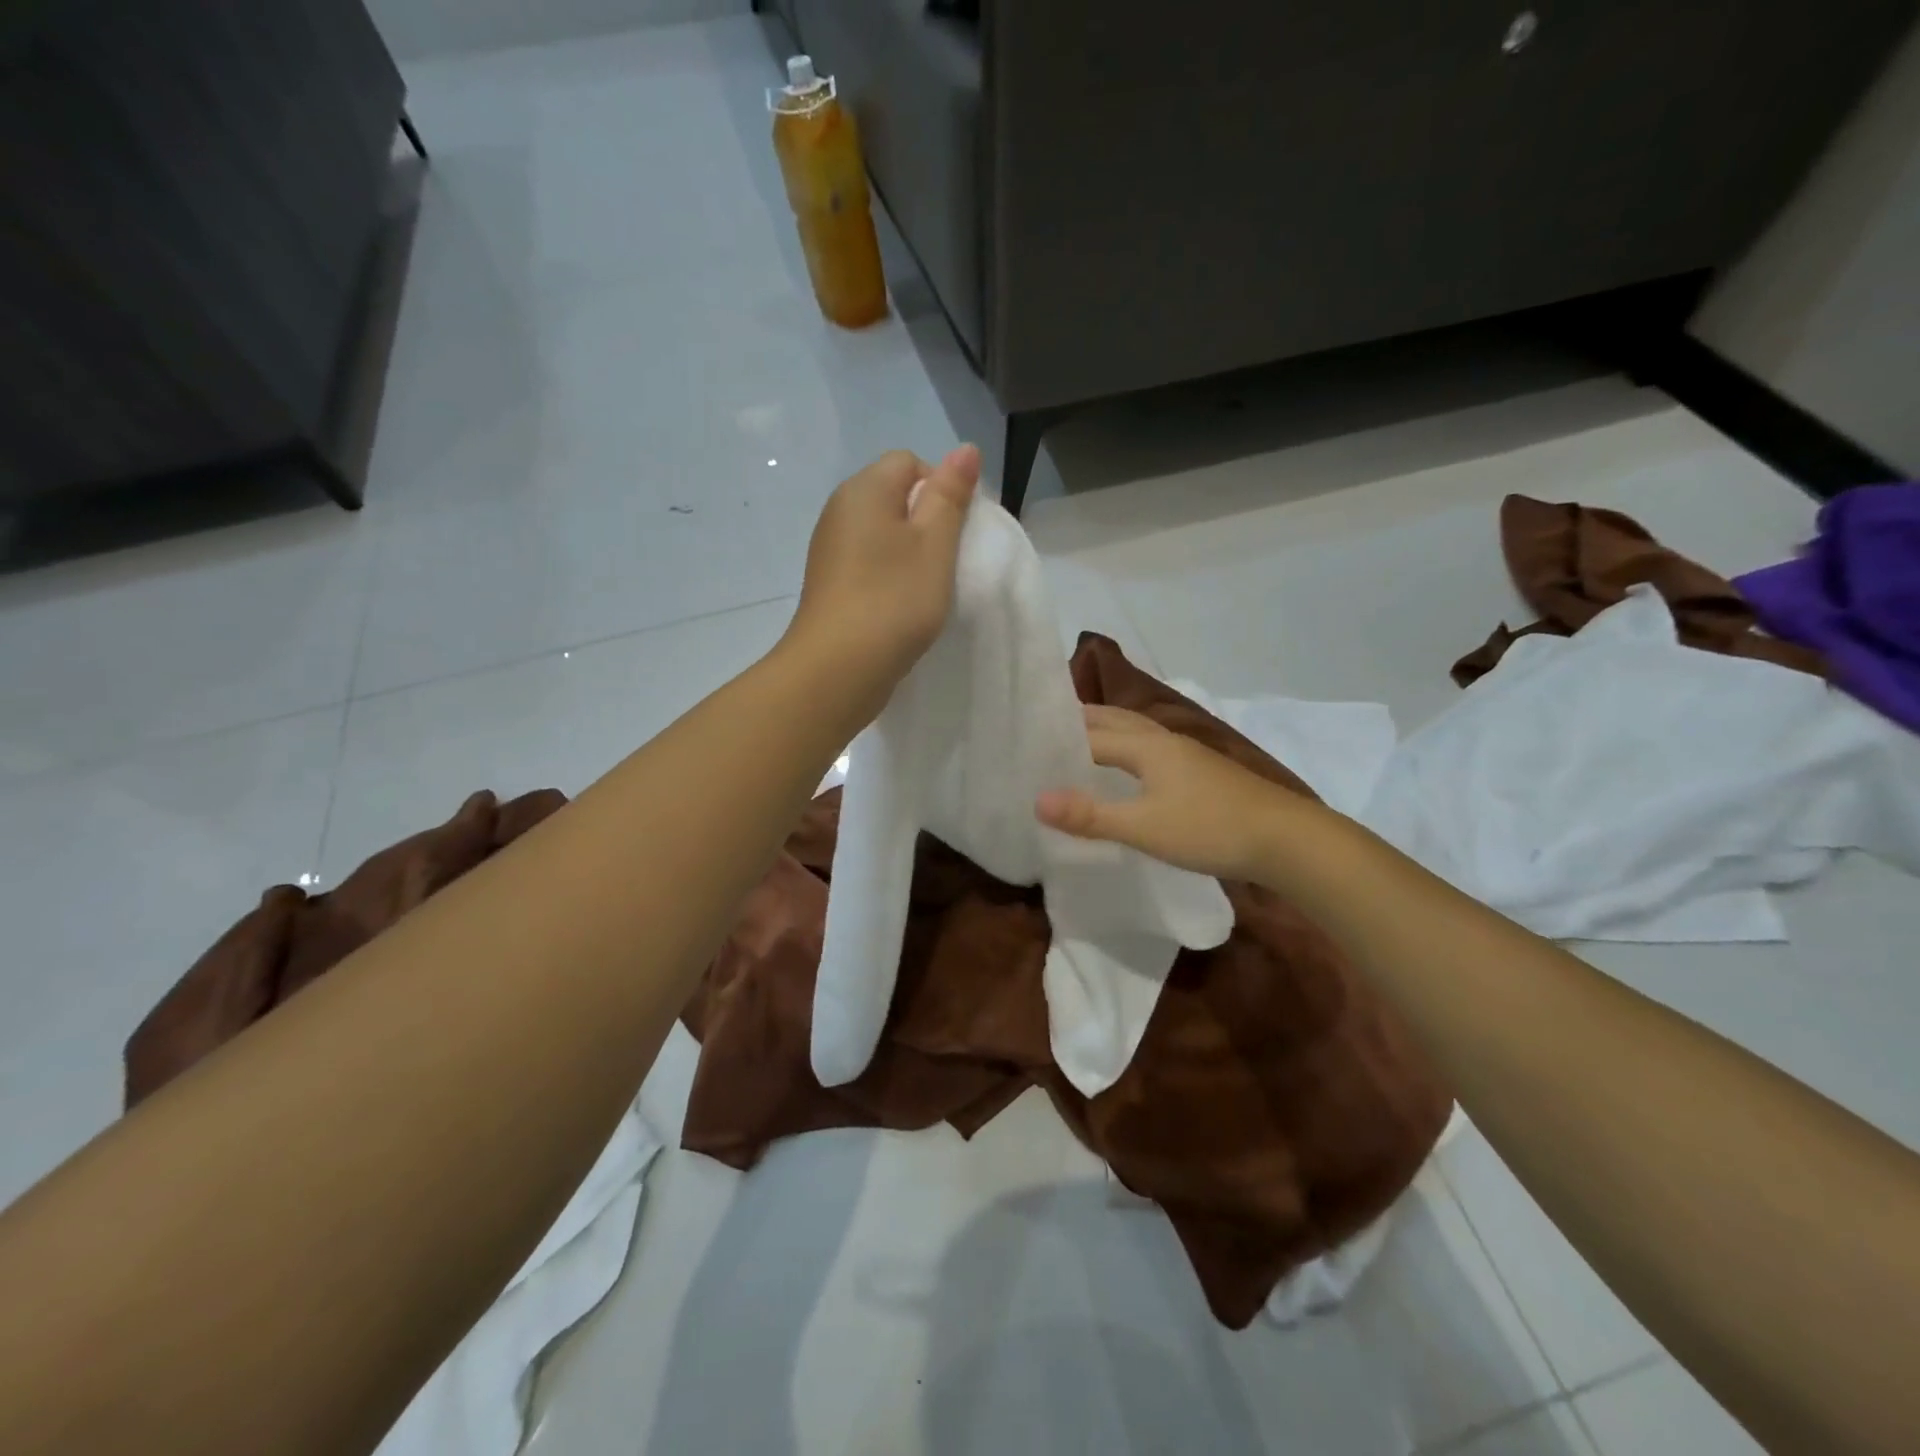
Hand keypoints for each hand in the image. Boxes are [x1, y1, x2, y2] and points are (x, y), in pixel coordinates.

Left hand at [783, 445, 979, 718]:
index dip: (941, 488)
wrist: (837, 670)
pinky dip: (890, 577)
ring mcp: (830, 550)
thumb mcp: (934, 544)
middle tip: (946, 562)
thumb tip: (964, 449)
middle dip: (927, 523)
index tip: (956, 532)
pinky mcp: (830, 585)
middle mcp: (840, 511)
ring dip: (910, 554)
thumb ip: (950, 495)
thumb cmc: (893, 600)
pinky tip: (901, 606)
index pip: (909, 463)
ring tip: (926, 588)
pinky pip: (869, 564)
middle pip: (894, 497)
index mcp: (863, 489)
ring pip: (883, 534)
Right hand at [1035, 705, 1306, 881]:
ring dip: (1107, 732)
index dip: (1058, 738)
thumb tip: (1036, 800)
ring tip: (1080, 744)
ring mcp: (1188, 755)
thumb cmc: (1210, 829)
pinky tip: (1129, 772)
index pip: (1091, 733)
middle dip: (1081, 720)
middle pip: (1115, 719)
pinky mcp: (1203, 773)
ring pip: (1137, 732)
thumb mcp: (1144, 827)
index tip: (1026, 743)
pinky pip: (1152, 750)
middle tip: (1045, 731)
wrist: (1287, 840)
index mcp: (1147, 745)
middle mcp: (1165, 740)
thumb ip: (1090, 815)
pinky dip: (1127, 750)